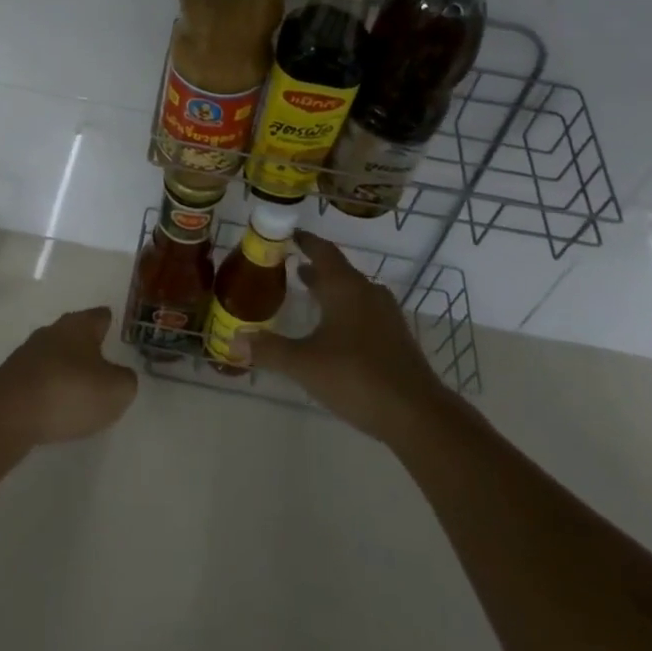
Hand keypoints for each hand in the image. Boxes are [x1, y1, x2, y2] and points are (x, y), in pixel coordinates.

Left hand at [0, 306, 137, 453]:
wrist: (7, 414)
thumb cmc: (69, 392)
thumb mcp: (116, 391)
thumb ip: (125, 381)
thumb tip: (119, 376)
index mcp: (80, 325)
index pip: (100, 316)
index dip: (110, 323)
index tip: (116, 332)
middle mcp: (52, 332)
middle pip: (74, 333)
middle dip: (86, 346)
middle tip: (101, 364)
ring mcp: (27, 354)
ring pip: (54, 356)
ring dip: (65, 369)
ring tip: (78, 390)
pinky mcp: (10, 379)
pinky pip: (37, 379)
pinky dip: (47, 389)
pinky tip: (53, 408)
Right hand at [240, 231, 450, 442]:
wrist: (417, 414)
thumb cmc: (356, 377)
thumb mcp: (304, 364)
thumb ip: (269, 350)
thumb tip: (234, 339)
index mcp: (346, 287)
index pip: (323, 251)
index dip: (305, 241)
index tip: (288, 236)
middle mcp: (368, 292)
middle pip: (339, 271)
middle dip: (315, 268)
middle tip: (290, 268)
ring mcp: (386, 316)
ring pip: (353, 292)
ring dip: (331, 290)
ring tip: (309, 294)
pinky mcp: (396, 339)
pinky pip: (365, 312)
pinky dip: (345, 310)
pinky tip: (335, 331)